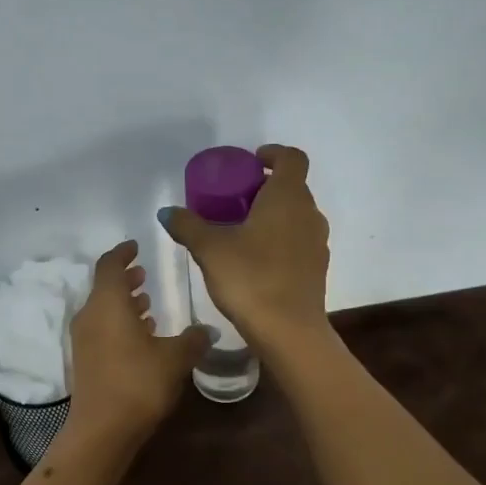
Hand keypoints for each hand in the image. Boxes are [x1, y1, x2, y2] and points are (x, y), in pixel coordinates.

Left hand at [68, 241, 210, 442]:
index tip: (137, 247)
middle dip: (125, 278)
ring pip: (103, 309)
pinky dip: (119, 323)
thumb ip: (192, 339)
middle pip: (105, 287)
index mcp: (108, 303)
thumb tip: (206, 330)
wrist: (102, 429)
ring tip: (148, 304)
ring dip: (123, 303)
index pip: (110, 265)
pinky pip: (102, 329)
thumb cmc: (139, 383)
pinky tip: (142, 336)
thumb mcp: (175, 358)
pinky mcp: (85, 360)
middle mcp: (90, 315)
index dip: (123, 253)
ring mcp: (84, 339)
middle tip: (145, 275)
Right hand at [160, 144, 330, 352]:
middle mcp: (309, 214)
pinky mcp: (317, 268)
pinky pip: (298, 241)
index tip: (251, 163)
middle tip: (235, 199)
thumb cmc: (250, 278)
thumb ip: (188, 226)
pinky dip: (280, 239)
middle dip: (266, 187)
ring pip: (296, 216)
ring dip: (273, 215)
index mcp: (288, 198)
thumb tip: (168, 212)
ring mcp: (317, 242)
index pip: (292, 158)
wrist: (289, 331)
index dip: (273, 154)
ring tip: (242, 231)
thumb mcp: (210, 249)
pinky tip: (255, 260)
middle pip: (293, 187)